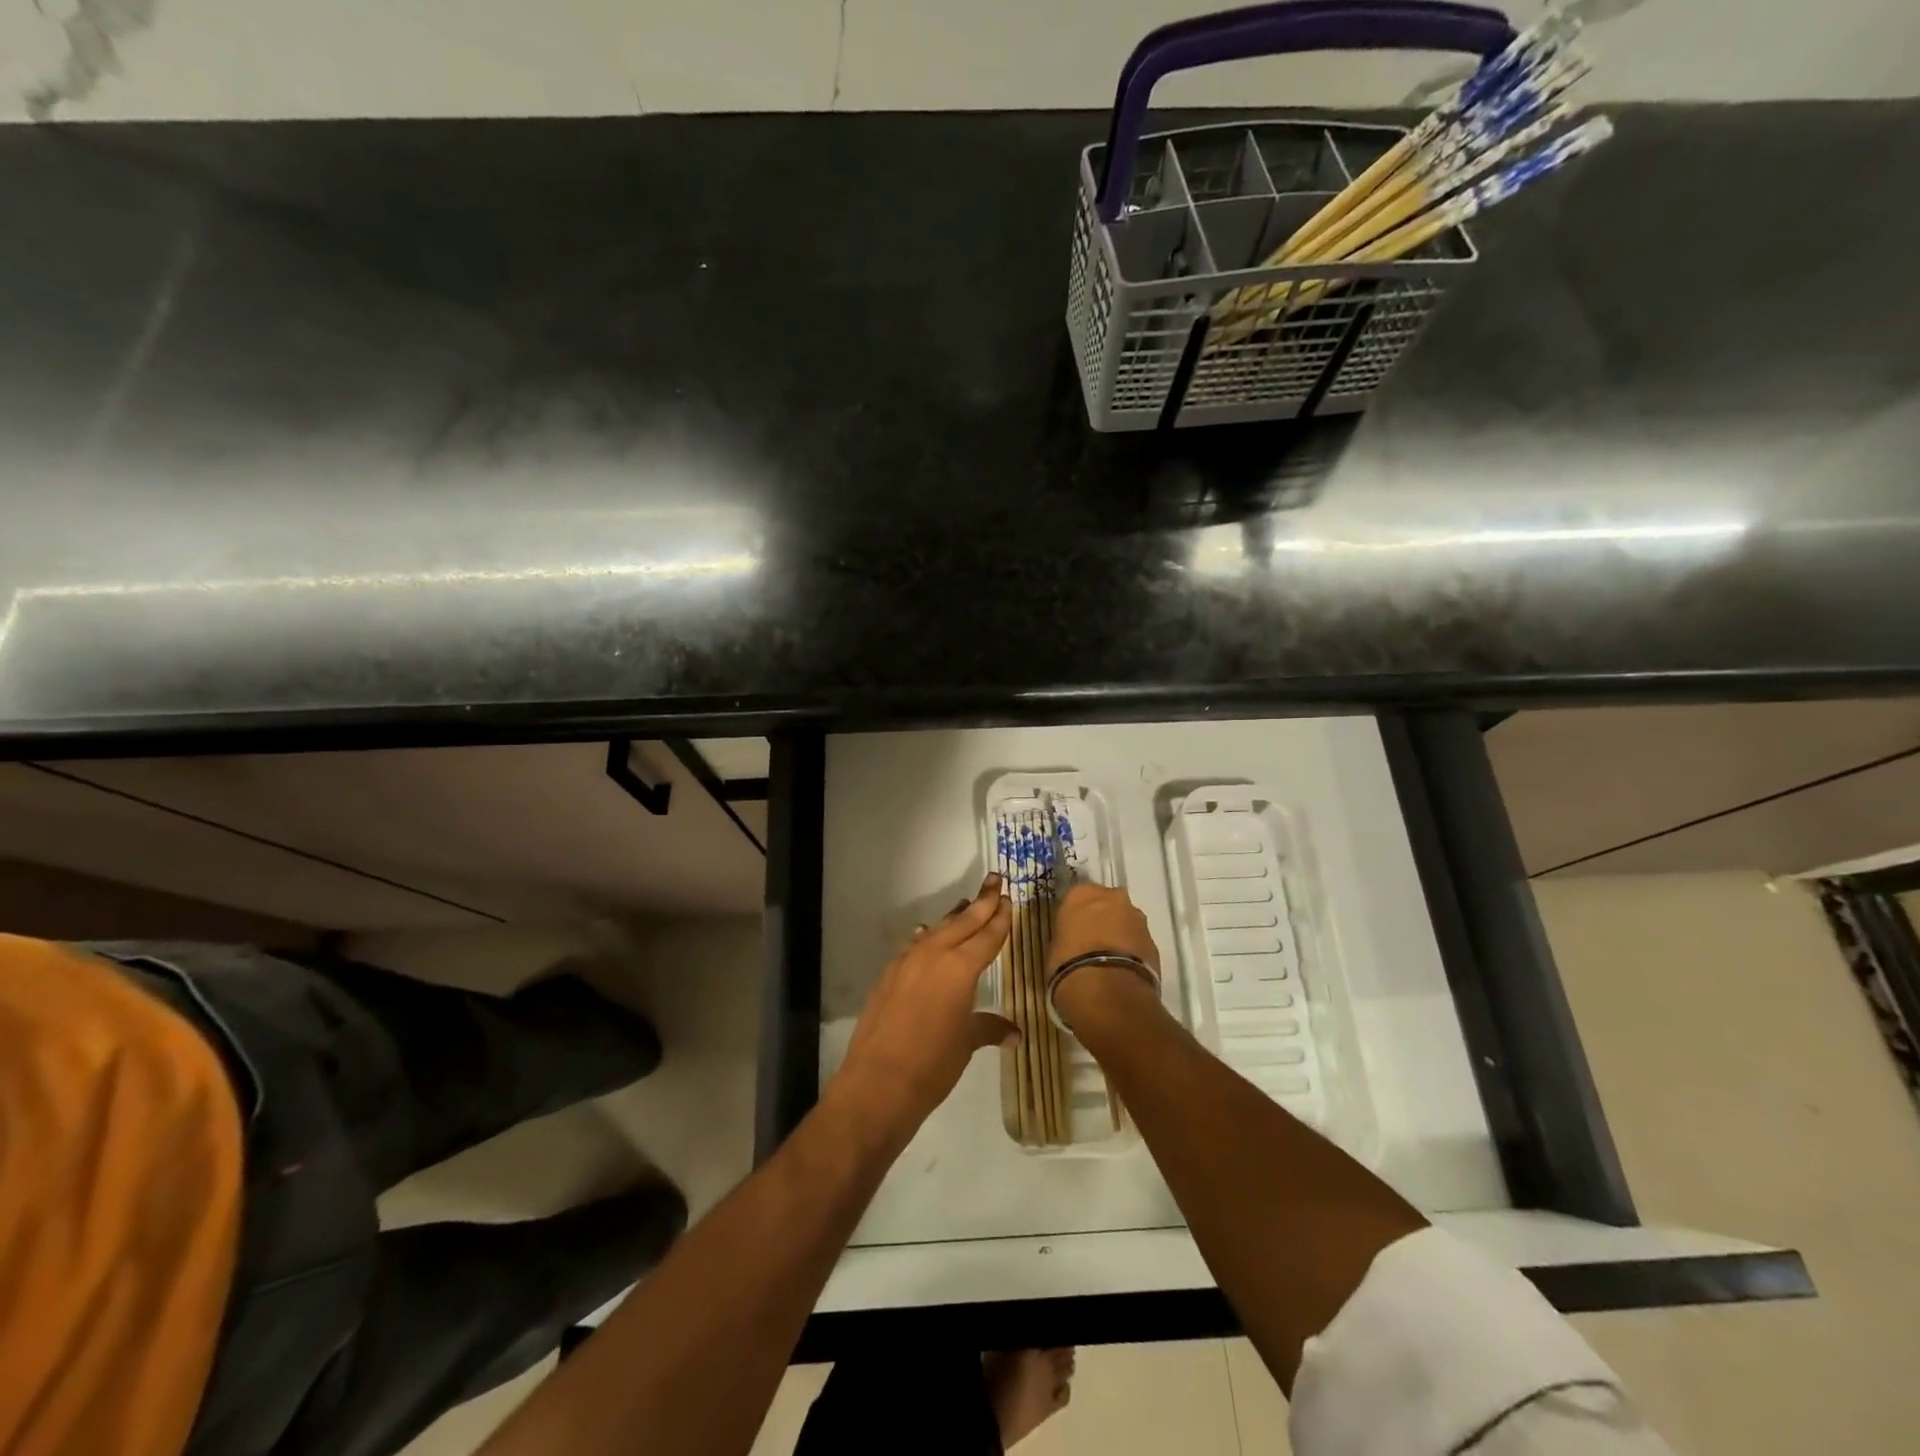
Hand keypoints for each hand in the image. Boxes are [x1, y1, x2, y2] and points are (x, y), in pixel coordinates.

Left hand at [831, 875, 1014, 1136]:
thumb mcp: (967, 1043)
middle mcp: (935, 955)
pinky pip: (914, 946)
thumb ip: (989, 1028)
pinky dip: (925, 938)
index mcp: (961, 968)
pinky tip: (925, 934)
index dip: (1000, 917)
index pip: (987, 936)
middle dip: (981, 901)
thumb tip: (1014, 1033)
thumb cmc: (933, 1063)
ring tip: (967, 903)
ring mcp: (908, 962)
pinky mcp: (889, 974)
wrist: (878, 1081)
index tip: (1008, 898)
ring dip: (954, 917)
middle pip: (963, 922)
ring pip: (937, 930)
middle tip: (994, 879)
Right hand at [1048, 881, 1159, 976]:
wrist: (1106, 988)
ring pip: (1126, 922)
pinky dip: (1132, 952)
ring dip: (1120, 934)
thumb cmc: (1069, 963)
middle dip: (1103, 919)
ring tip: (1109, 959)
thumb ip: (1069, 936)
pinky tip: (1123, 969)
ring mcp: (1137, 918)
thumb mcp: (1056, 946)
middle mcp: (1112, 897)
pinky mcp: (1154, 942)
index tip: (1073, 930)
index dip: (1076, 914)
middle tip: (1093, 942)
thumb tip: (1075, 943)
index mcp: (1082, 893)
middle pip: (1107, 904)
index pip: (1078, 896)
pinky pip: (1138, 942)